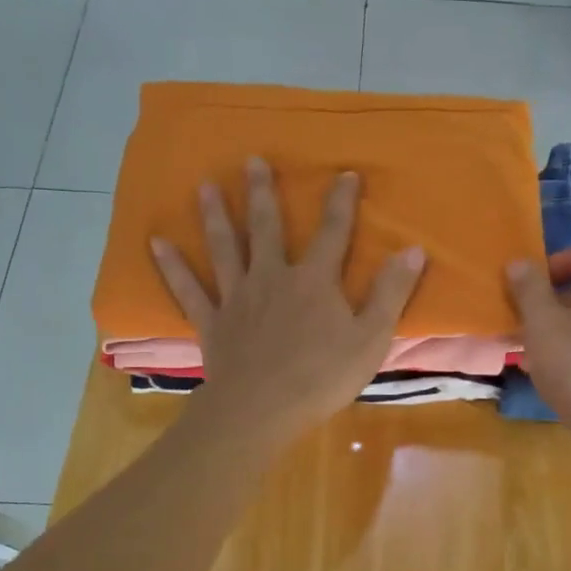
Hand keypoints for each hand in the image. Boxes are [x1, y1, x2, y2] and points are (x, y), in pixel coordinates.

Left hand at [151, 157, 425, 448]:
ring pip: (225, 248)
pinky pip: (188, 289)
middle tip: (252, 160)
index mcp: (314, 281)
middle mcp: (272, 277)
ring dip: (215, 215)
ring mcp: (237, 297)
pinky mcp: (212, 322)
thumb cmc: (322, 376)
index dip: (341, 202)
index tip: (345, 173)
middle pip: (267, 228)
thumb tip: (413, 248)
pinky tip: (157, 243)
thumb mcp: (371, 337)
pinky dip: (172, 266)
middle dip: (262, 193)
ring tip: (203, 184)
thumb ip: (391, 292)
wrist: (262, 410)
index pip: (333, 232)